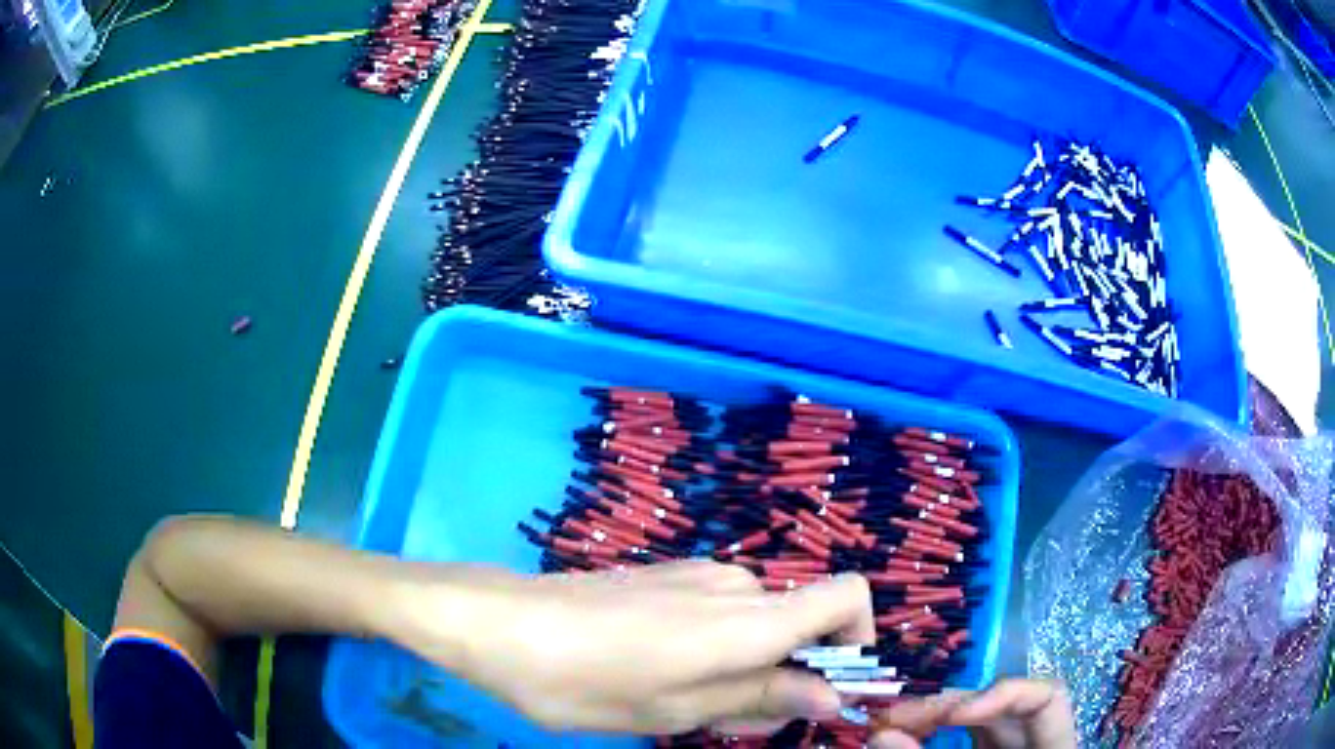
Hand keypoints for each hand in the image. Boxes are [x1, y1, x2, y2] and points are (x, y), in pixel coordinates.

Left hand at [384, 560, 874, 734]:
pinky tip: (658, 669)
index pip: (847, 595)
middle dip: (789, 671)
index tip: (825, 688)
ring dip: (747, 663)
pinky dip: (717, 645)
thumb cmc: (582, 681)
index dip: (857, 639)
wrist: (501, 623)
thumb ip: (760, 699)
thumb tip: (832, 697)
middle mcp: (736, 585)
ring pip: (759, 621)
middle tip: (732, 718)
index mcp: (747, 620)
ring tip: (685, 700)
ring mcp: (699, 574)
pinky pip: (721, 610)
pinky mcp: (667, 575)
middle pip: (803, 619)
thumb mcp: (674, 709)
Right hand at [869, 679, 1076, 748]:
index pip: (1047, 699)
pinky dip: (932, 733)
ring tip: (889, 724)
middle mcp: (1034, 746)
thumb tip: (882, 735)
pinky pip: (964, 737)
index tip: (952, 714)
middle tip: (891, 719)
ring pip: (978, 719)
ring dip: (933, 716)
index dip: (1004, 694)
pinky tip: (907, 735)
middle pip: (1001, 707)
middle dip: (946, 706)